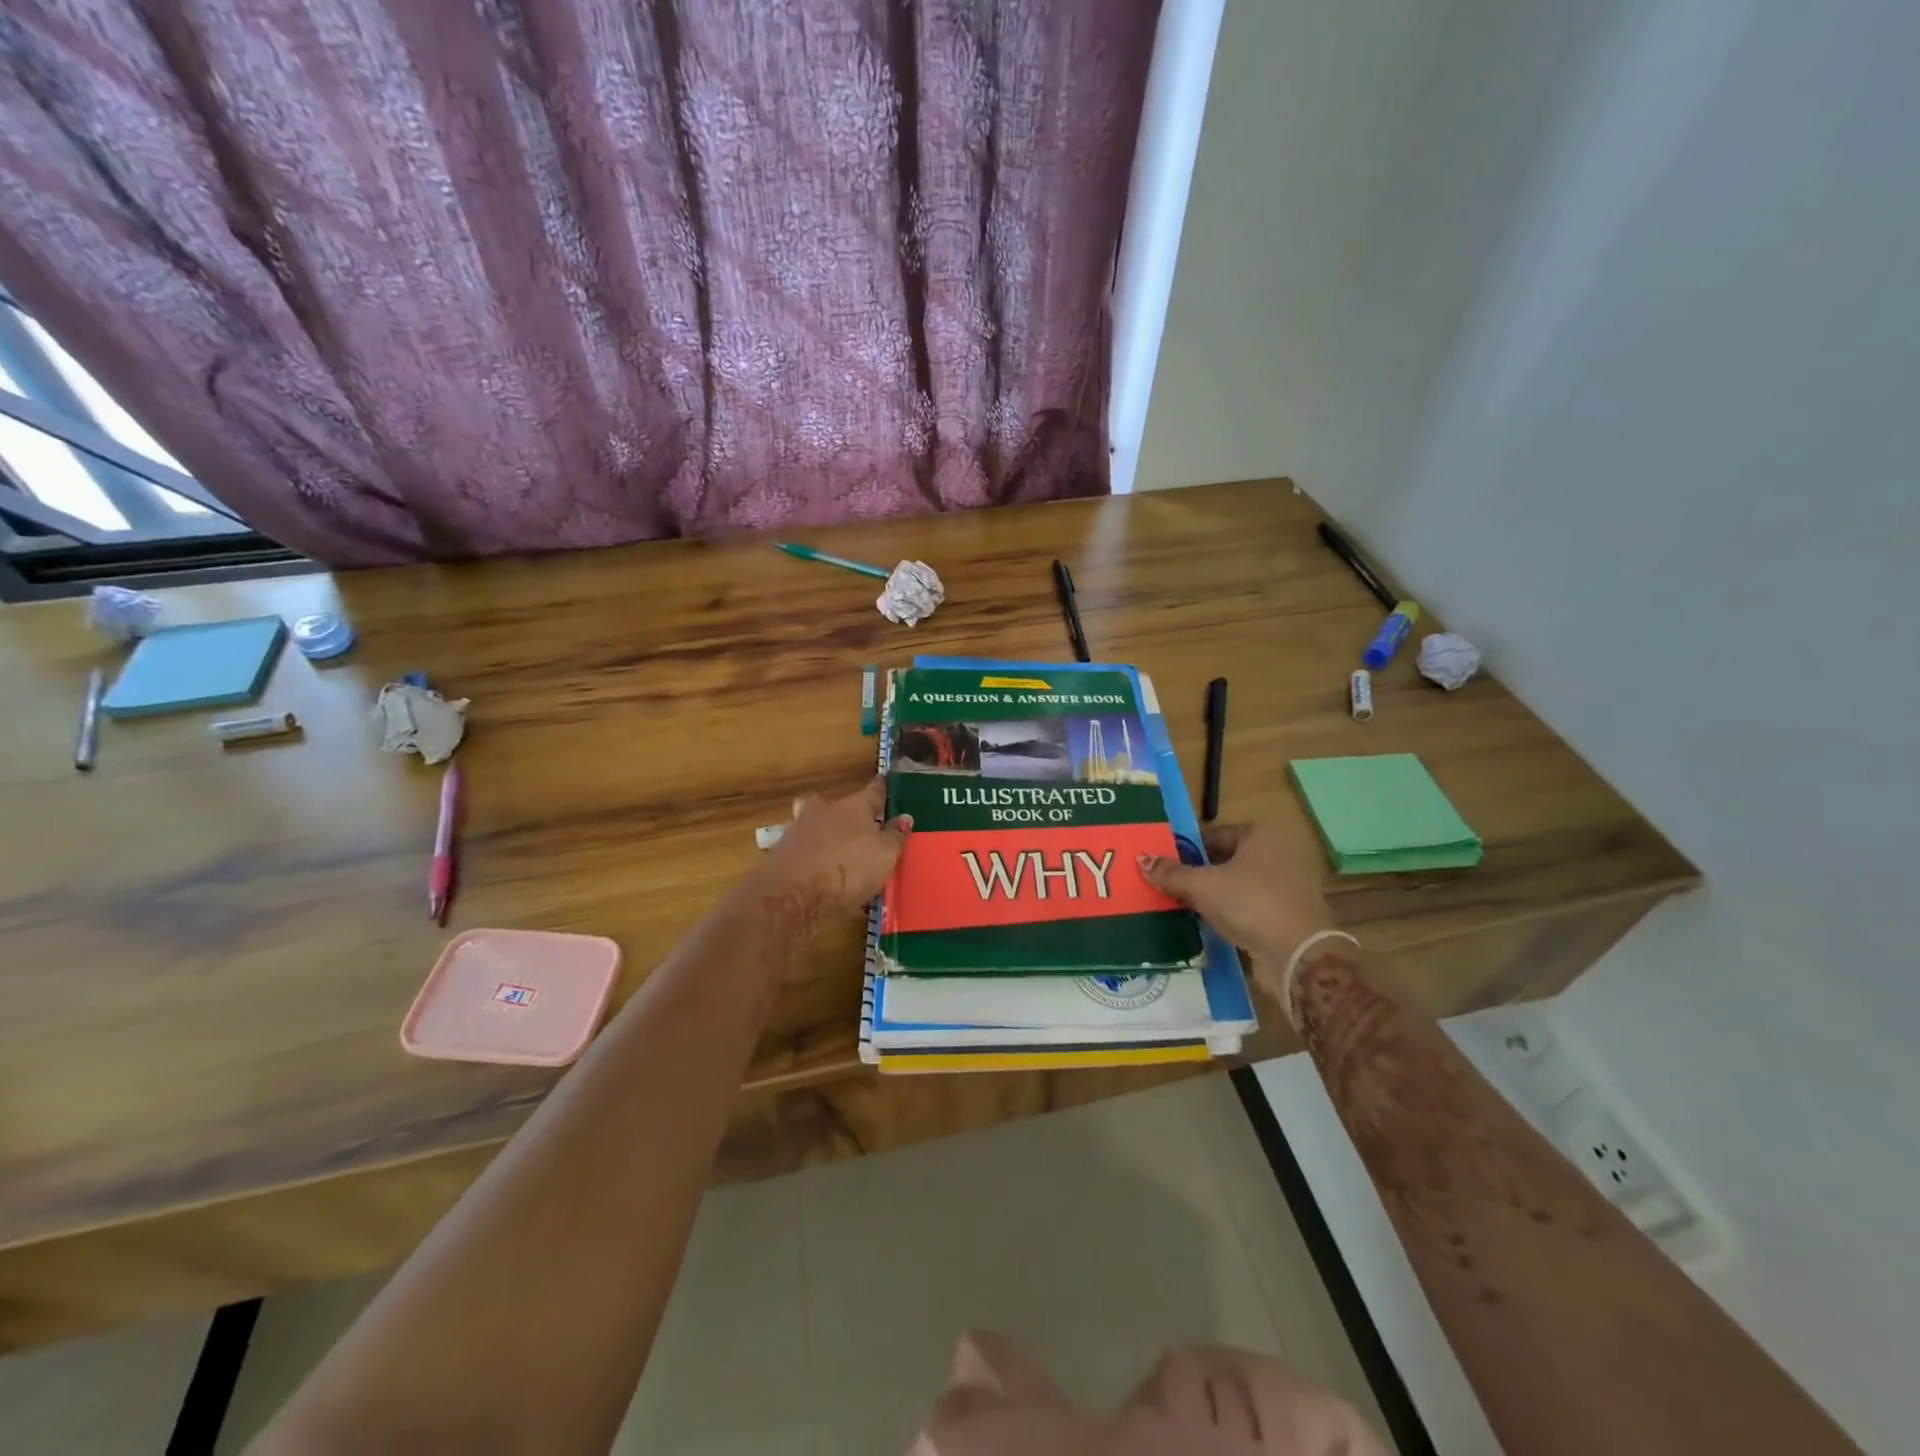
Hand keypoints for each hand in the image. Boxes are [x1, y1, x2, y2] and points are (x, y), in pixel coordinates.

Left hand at [762, 779, 912, 915]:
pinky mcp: (779, 857)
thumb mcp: (885, 855)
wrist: (792, 892)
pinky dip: (806, 859)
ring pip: (808, 825)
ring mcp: (797, 832)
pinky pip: (798, 852)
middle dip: (836, 810)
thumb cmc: (848, 867)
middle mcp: (823, 812)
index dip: (880, 790)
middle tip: (847, 823)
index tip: (883, 785)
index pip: (872, 792)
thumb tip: (904, 818)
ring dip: (817, 835)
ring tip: (829, 853)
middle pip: (828, 803)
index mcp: (853, 807)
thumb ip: (895, 836)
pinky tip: (813, 874)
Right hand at [1139, 823, 1336, 988]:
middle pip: (1227, 859)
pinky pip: (1252, 906)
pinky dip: (1232, 913)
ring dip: (1215, 895)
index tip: (1167, 867)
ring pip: (1239, 885)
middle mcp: (1279, 852)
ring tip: (1186, 907)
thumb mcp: (1202, 885)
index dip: (1189, 850)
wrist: (1298, 953)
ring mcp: (1288, 885)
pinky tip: (1212, 925)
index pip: (1215, 835)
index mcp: (1261, 834)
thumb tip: (1141, 860)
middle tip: (1172, 887)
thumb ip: (1171, 873)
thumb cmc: (1249, 903)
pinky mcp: (1289, 914)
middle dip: (1200, 874)